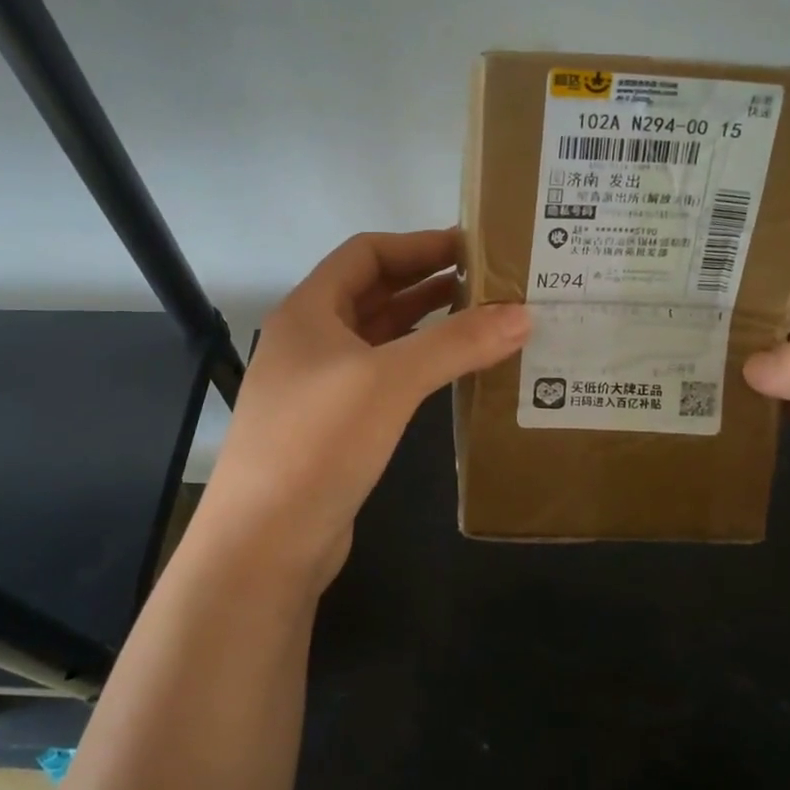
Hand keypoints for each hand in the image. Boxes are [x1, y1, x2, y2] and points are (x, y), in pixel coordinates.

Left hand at [197, 229, 529, 590]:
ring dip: (428, 324)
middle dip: (429, 282)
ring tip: (485, 320)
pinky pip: (384, 377)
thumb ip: (457, 343)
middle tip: (491, 283)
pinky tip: (454, 373)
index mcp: (310, 311)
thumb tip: (524, 314)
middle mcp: (311, 340)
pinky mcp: (335, 426)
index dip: (419, 244)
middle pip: (375, 292)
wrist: (265, 545)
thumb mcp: (390, 381)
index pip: (367, 253)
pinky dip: (419, 366)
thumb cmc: (318, 443)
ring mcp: (320, 385)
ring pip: (381, 337)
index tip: (474, 246)